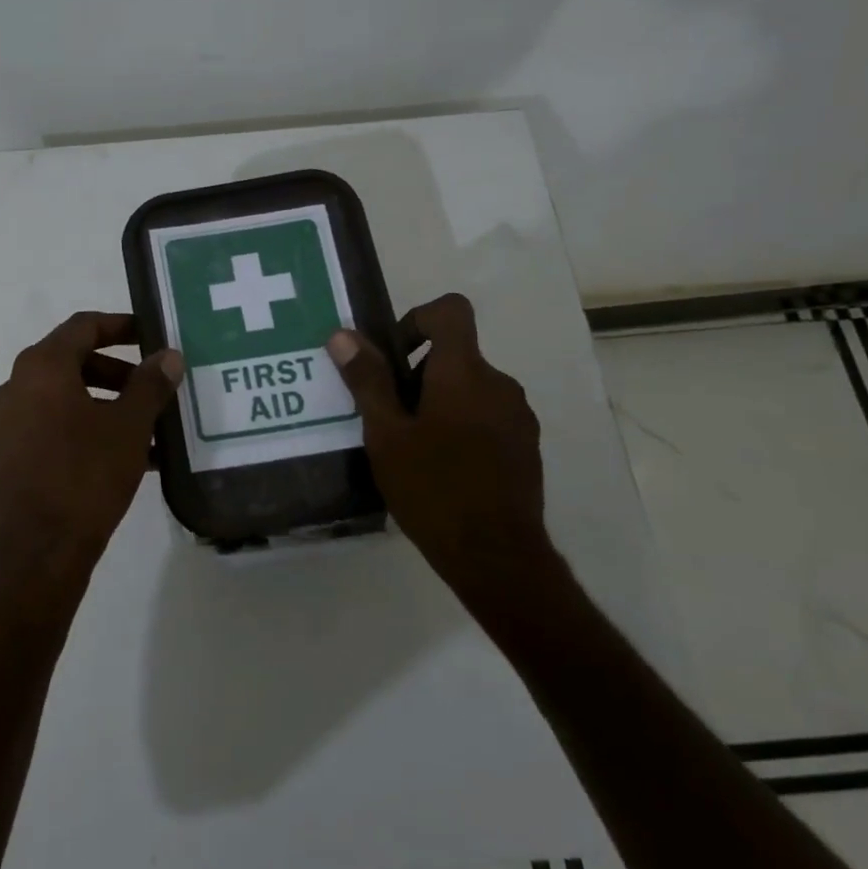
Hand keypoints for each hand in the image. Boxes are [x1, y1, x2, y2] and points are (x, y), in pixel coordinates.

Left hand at [0, 312, 184, 593]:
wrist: (38, 552)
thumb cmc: (85, 475)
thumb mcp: (129, 426)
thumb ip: (150, 384)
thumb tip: (168, 356)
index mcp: (41, 368)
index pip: (83, 326)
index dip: (120, 325)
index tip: (151, 334)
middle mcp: (17, 387)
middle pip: (73, 362)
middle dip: (118, 372)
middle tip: (153, 387)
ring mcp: (9, 424)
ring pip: (65, 399)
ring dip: (107, 405)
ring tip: (148, 429)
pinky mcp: (11, 457)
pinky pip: (54, 428)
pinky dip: (87, 430)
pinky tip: (126, 458)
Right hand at [327, 293, 549, 579]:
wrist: (496, 557)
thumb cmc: (433, 489)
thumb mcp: (386, 435)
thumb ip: (367, 381)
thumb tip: (342, 335)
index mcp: (464, 372)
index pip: (450, 311)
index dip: (417, 318)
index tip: (392, 357)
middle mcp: (499, 384)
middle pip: (454, 355)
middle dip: (416, 374)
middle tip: (387, 418)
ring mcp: (517, 416)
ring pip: (470, 388)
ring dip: (438, 403)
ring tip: (409, 449)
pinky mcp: (525, 446)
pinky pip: (486, 416)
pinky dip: (461, 426)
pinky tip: (439, 470)